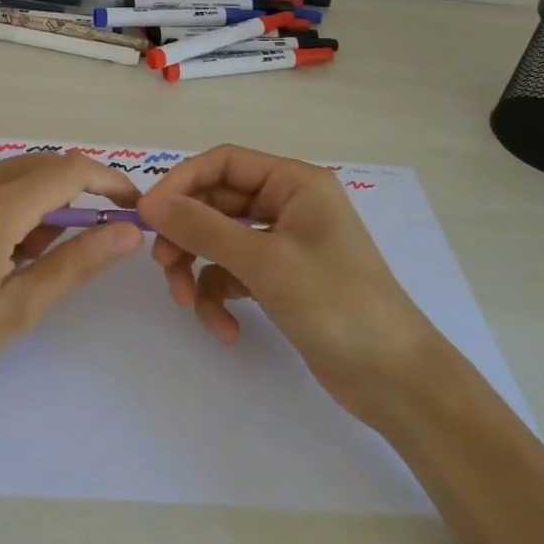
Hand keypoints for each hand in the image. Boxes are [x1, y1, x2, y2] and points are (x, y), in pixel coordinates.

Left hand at [0, 152, 143, 437]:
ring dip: (43, 201)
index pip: (70, 170)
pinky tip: (2, 251)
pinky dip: (11, 204)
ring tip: (36, 260)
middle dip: (79, 193)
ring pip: (14, 174)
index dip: (111, 182)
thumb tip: (130, 232)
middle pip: (43, 165)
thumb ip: (76, 263)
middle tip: (92, 242)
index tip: (134, 210)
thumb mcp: (17, 310)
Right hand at [136, 144, 436, 417]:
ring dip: (199, 272)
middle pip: (216, 204)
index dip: (181, 183)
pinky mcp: (281, 281)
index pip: (223, 163)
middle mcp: (288, 205)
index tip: (148, 215)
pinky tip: (226, 331)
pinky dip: (222, 299)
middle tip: (164, 266)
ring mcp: (285, 244)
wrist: (395, 380)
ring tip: (190, 305)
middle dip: (187, 236)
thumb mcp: (263, 262)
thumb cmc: (335, 303)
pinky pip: (235, 275)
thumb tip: (149, 203)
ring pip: (220, 242)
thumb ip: (202, 228)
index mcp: (294, 183)